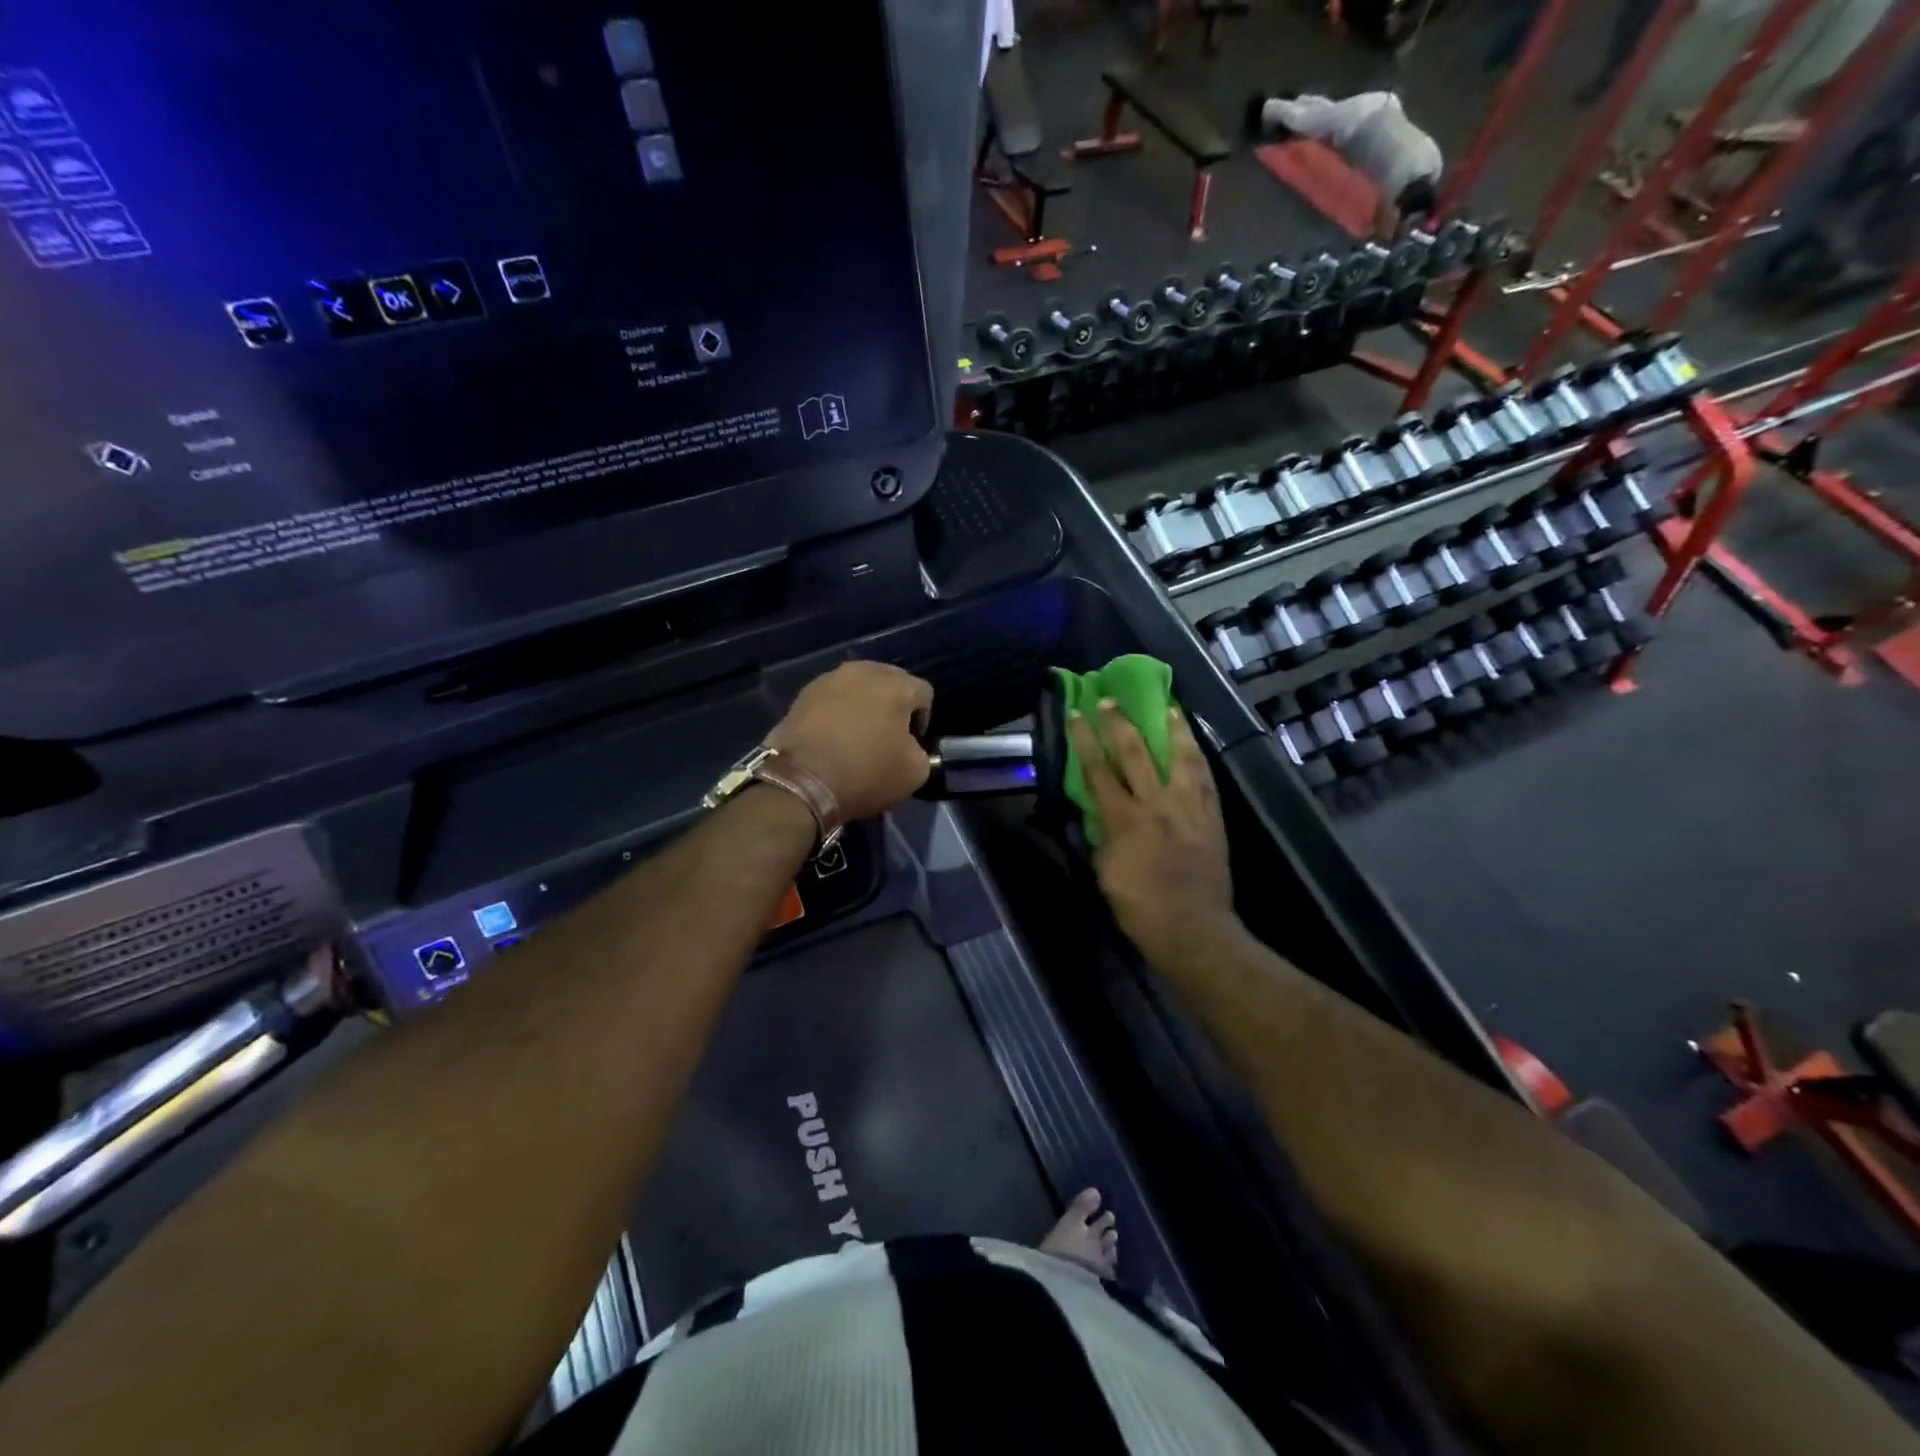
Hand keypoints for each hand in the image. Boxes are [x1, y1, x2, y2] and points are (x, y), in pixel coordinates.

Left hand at [766, 661, 933, 821]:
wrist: (801, 782)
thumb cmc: (866, 773)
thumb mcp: (915, 772)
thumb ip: (921, 751)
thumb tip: (910, 747)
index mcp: (896, 684)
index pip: (924, 693)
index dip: (923, 720)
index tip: (912, 744)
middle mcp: (863, 671)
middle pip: (890, 682)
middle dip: (893, 705)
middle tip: (886, 736)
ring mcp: (829, 679)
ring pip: (858, 687)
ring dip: (863, 705)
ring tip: (857, 735)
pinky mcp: (803, 694)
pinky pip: (832, 698)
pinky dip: (837, 712)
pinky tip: (833, 737)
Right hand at [1066, 701, 1240, 970]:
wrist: (1193, 930)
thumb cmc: (1139, 907)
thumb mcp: (1105, 872)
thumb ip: (1102, 836)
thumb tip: (1100, 813)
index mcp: (1124, 820)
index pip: (1098, 771)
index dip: (1085, 740)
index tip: (1076, 714)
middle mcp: (1157, 805)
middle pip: (1136, 755)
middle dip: (1120, 724)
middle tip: (1110, 700)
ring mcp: (1189, 808)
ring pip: (1181, 758)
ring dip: (1172, 729)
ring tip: (1168, 706)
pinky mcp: (1212, 817)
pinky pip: (1205, 780)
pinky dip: (1198, 758)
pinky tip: (1194, 745)